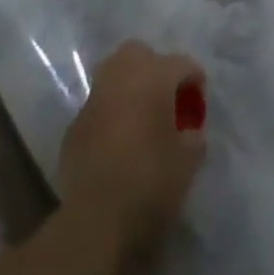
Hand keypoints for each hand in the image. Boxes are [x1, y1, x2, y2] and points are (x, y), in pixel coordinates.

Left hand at [57, 41, 206, 263]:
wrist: (95, 221)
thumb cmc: (151, 182)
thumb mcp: (189, 161)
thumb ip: (194, 136)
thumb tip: (189, 131)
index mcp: (154, 77)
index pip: (182, 64)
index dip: (195, 81)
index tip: (199, 106)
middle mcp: (121, 78)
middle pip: (139, 53)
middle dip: (154, 68)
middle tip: (166, 97)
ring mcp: (93, 102)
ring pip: (113, 76)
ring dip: (129, 89)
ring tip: (142, 116)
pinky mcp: (74, 128)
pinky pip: (98, 108)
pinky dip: (110, 116)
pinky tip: (118, 142)